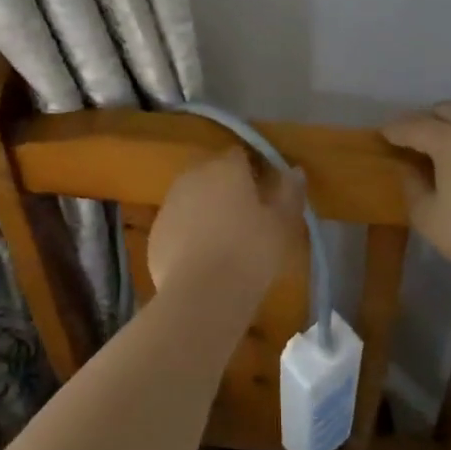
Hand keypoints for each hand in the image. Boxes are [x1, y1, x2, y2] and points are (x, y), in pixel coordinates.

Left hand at [146, 149, 304, 305]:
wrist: (202, 294)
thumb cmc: (250, 252)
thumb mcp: (283, 224)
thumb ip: (290, 192)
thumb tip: (294, 170)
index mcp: (225, 168)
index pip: (239, 155)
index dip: (253, 171)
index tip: (264, 193)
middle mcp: (193, 176)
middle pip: (212, 174)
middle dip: (226, 188)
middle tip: (245, 218)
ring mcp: (169, 203)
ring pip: (192, 197)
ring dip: (205, 209)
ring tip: (223, 240)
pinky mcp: (156, 232)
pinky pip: (177, 224)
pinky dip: (188, 233)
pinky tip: (202, 259)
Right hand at [382, 102, 450, 292]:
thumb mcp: (427, 216)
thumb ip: (411, 185)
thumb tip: (408, 168)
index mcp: (450, 139)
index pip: (413, 126)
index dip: (393, 130)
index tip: (380, 135)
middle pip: (443, 110)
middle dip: (422, 120)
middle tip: (408, 141)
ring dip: (448, 126)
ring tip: (435, 150)